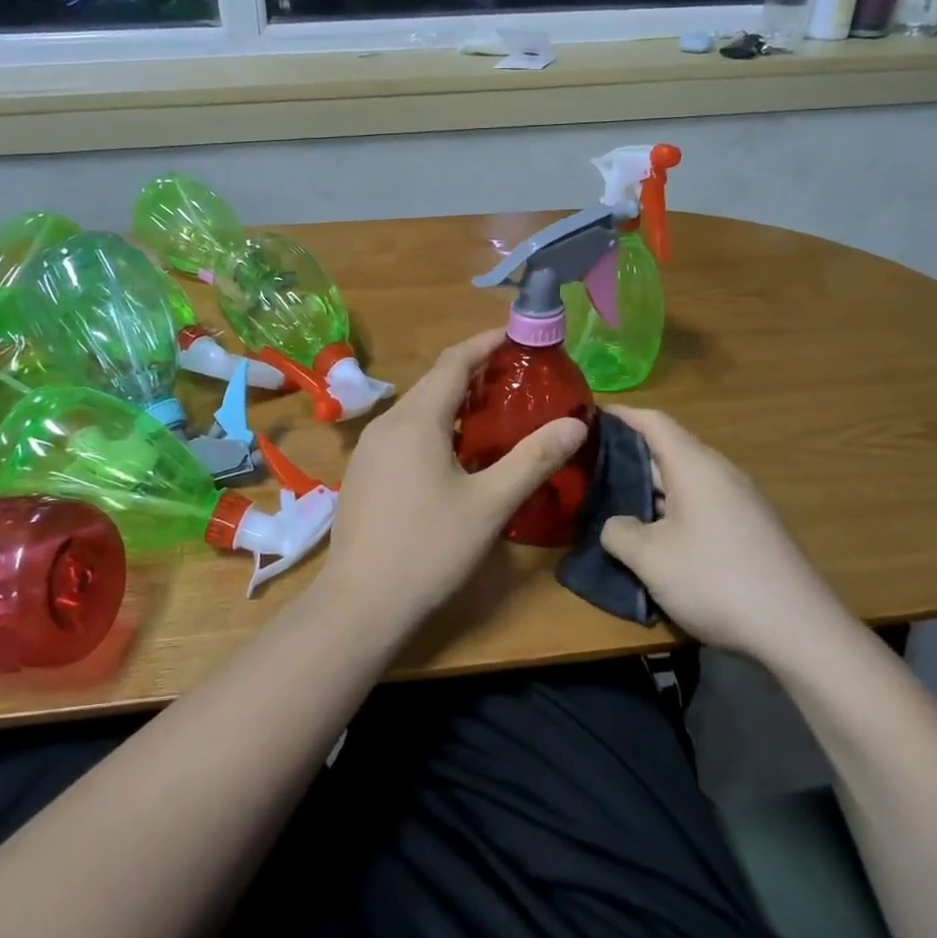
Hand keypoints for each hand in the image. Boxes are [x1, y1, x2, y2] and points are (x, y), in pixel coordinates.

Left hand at [319, 330, 586, 623]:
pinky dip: (433, 427)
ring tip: (491, 412)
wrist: (360, 602)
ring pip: (416, 409)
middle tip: (515, 377)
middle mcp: (387, 424)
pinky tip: (453, 454)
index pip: (454, 362)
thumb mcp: (490, 504)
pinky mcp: (363, 474)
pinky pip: (403, 433)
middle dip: (473, 372)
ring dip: (452, 402)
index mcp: (417, 420)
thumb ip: (533, 459)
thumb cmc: (429, 548)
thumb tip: (576, 423)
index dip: (485, 343)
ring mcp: (369, 450)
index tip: (516, 335)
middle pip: (434, 382)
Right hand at [599, 405, 851, 662]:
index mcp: (695, 466)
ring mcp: (740, 502)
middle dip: (628, 454)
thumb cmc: (716, 581)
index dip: (620, 415)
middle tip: (589, 466)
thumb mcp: (651, 558)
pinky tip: (656, 535)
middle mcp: (720, 473)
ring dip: (650, 486)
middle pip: (669, 448)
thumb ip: (619, 532)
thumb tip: (615, 524)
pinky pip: (700, 503)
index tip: (587, 417)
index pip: (654, 421)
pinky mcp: (750, 530)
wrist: (799, 631)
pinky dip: (671, 508)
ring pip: (685, 480)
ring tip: (614, 500)